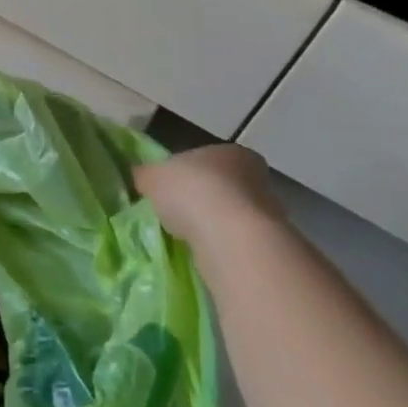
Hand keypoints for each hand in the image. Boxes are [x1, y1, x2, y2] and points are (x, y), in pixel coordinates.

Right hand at [134, 143, 282, 277]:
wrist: (232, 240)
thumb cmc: (192, 192)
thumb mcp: (152, 176)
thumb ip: (145, 174)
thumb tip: (139, 176)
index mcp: (231, 152)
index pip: (206, 158)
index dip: (185, 171)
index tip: (169, 188)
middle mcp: (257, 178)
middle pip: (221, 187)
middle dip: (200, 200)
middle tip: (174, 214)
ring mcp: (268, 215)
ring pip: (231, 217)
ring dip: (212, 227)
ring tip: (185, 238)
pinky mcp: (268, 247)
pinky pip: (236, 243)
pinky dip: (220, 248)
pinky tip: (202, 255)